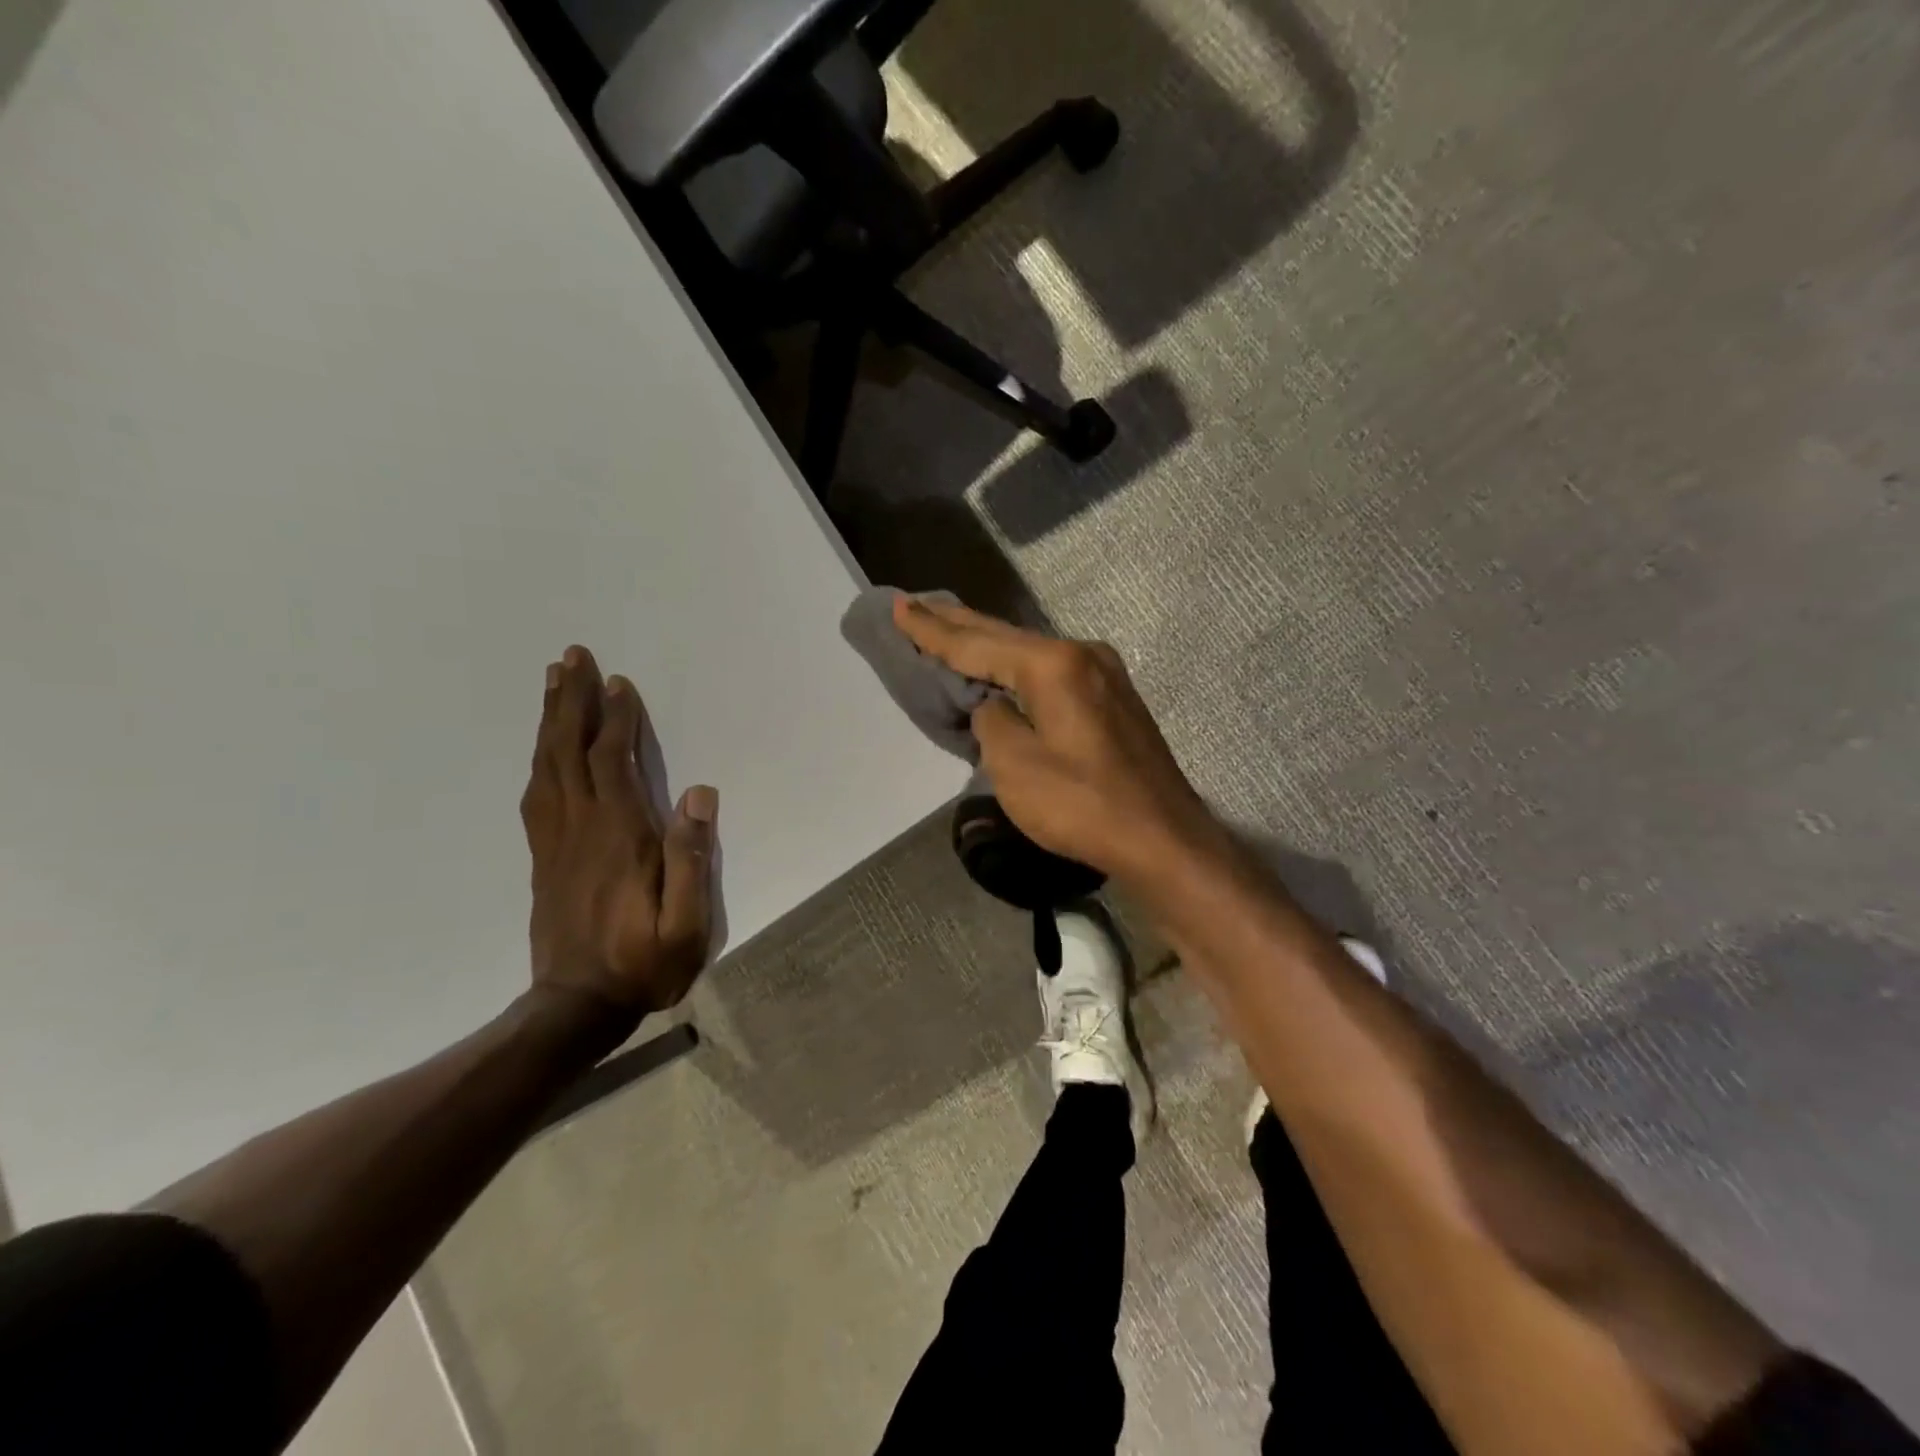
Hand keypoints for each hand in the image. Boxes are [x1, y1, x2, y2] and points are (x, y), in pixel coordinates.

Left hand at [520, 645, 716, 1021]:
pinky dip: (540, 758)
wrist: (576, 1007)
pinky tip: (544, 746)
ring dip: (550, 720)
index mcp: (619, 836)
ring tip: (552, 683)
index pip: (614, 762)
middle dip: (571, 701)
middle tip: (571, 657)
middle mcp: (582, 827)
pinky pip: (537, 793)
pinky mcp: (544, 857)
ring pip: (548, 766)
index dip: (617, 720)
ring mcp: (556, 841)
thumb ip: (692, 858)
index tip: (619, 682)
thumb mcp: (687, 923)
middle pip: (570, 751)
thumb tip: (699, 794)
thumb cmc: (644, 963)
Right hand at [893, 597, 1222, 882]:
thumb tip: (996, 706)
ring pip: (1031, 651)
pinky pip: (1052, 670)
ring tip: (951, 629)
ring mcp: (1104, 674)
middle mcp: (1082, 654)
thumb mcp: (1015, 765)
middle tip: (917, 605)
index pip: (977, 644)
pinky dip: (1018, 666)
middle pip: (1006, 636)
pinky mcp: (1113, 699)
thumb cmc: (1082, 804)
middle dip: (959, 623)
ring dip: (990, 644)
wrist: (1162, 839)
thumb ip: (992, 721)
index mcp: (1053, 664)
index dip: (933, 630)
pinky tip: (1003, 665)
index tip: (900, 607)